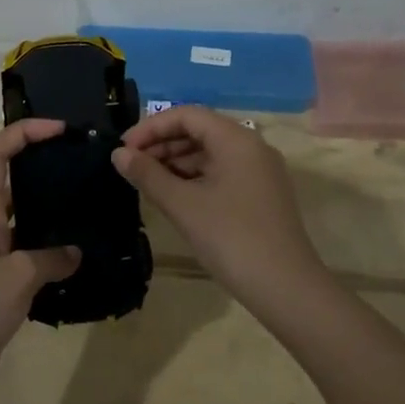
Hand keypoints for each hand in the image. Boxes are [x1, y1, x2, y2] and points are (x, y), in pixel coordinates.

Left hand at [0, 119, 80, 403]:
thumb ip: (51, 259)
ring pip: (24, 216)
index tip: (61, 129)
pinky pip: (30, 253)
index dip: (24, 132)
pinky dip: (53, 250)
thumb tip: (75, 252)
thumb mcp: (18, 278)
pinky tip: (80, 258)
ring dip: (51, 208)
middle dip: (43, 162)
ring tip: (90, 205)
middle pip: (10, 178)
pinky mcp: (0, 283)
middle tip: (83, 164)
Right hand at [112, 106, 325, 309]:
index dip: (151, 127)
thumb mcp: (182, 205)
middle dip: (162, 144)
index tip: (123, 149)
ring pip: (211, 153)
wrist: (285, 288)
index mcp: (236, 139)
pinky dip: (195, 178)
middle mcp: (252, 147)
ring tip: (147, 182)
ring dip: (176, 162)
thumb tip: (119, 155)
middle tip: (131, 166)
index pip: (187, 115)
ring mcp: (260, 172)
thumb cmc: (231, 238)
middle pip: (200, 131)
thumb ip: (148, 175)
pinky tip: (173, 196)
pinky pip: (222, 172)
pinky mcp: (261, 195)